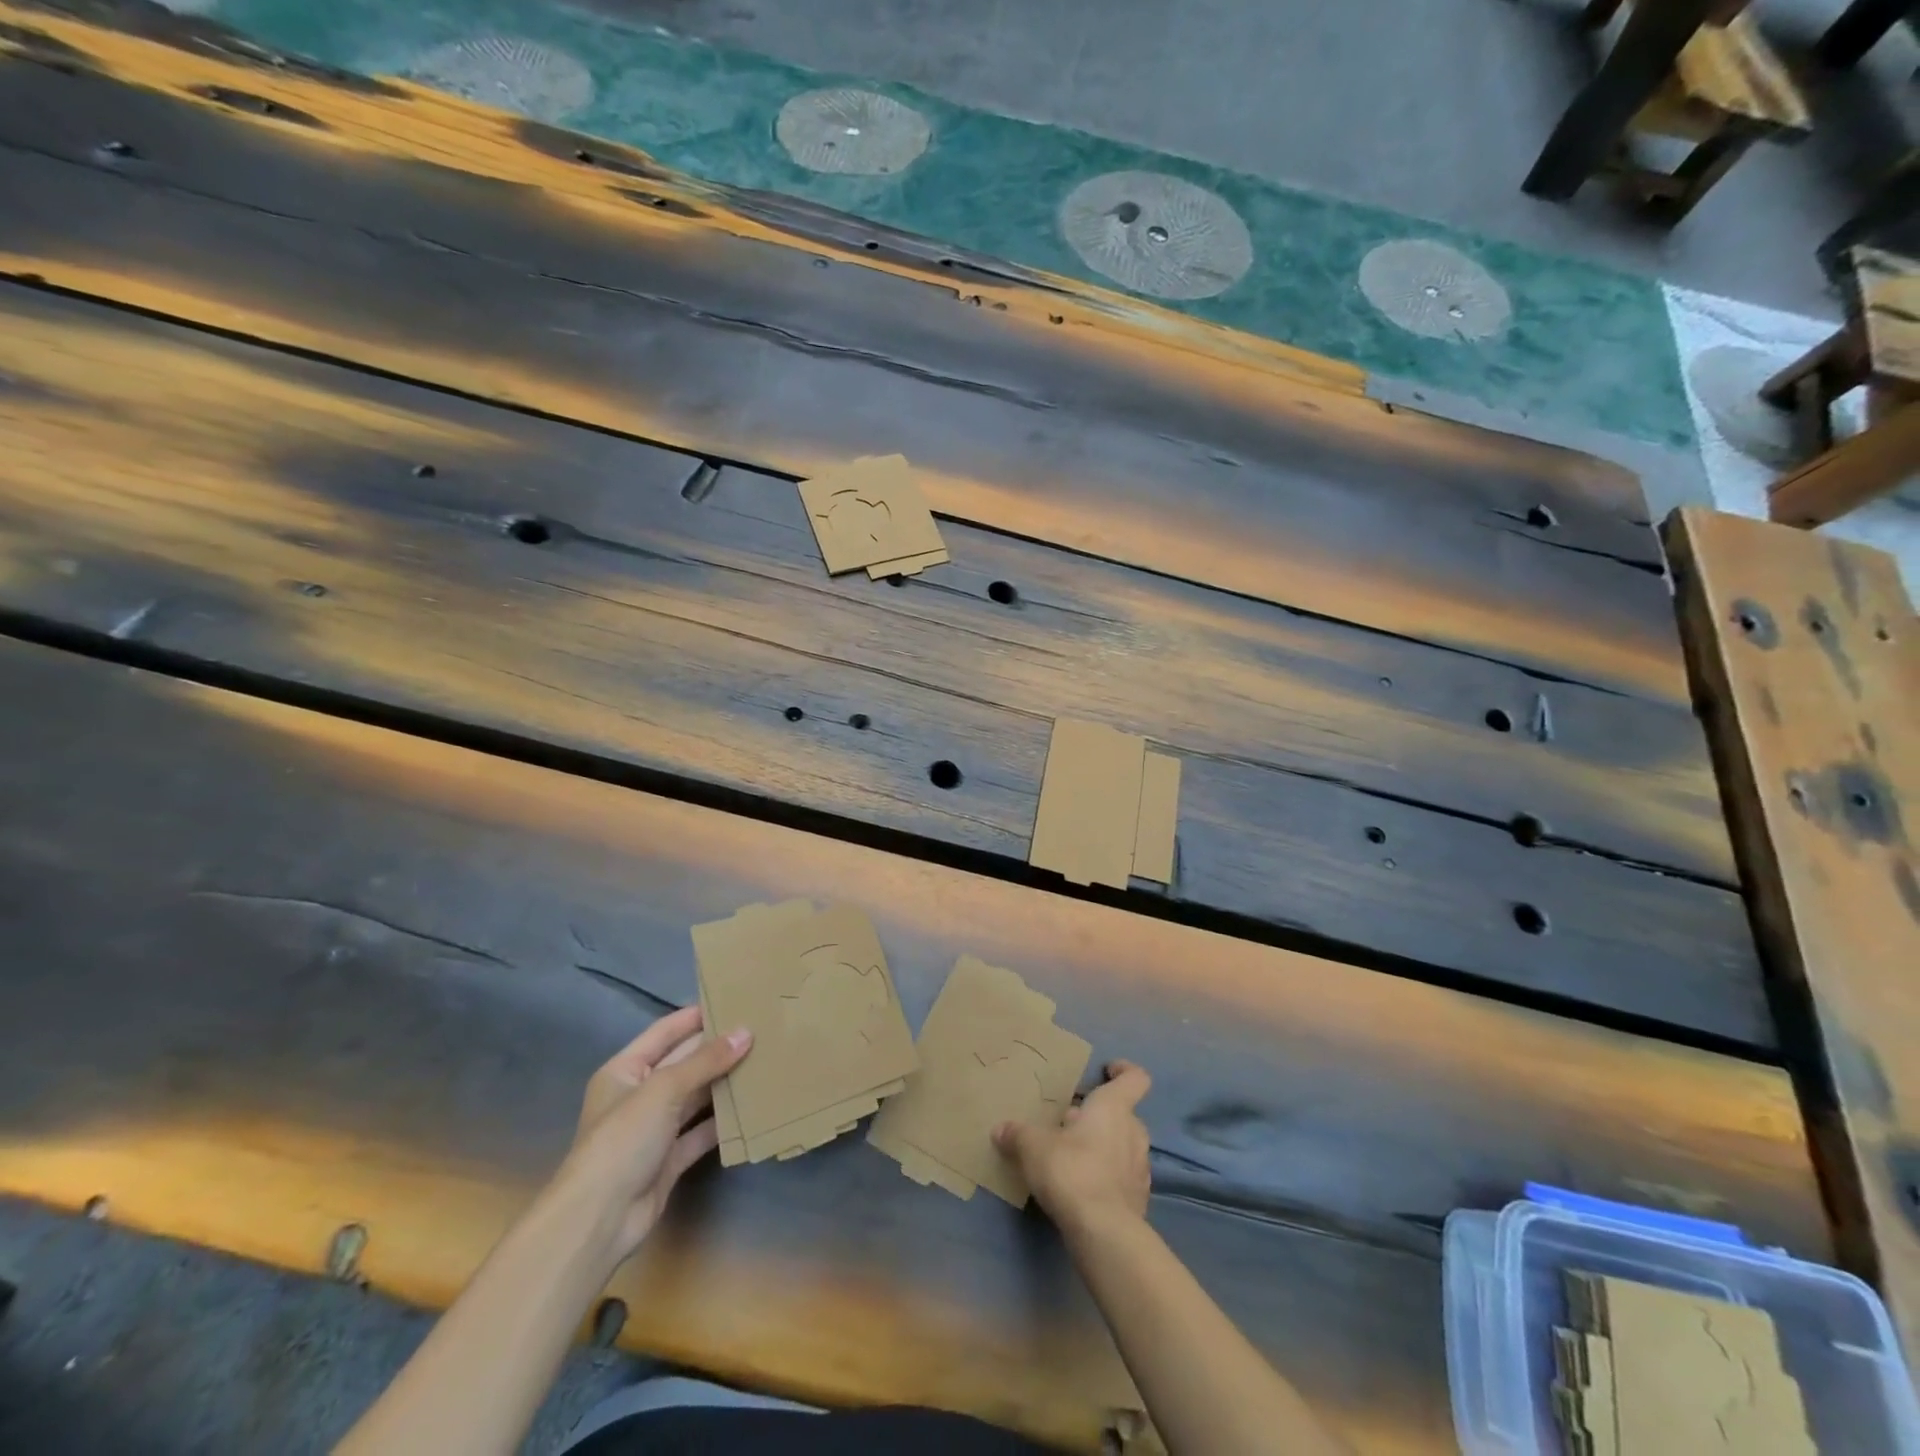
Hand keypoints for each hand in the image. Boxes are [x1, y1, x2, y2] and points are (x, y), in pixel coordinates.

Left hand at [557, 1006, 751, 1262]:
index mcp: (625, 1070)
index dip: (695, 1016)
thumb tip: (746, 1033)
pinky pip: (701, 1132)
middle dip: (717, 1049)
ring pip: (695, 1097)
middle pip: (683, 1063)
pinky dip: (723, 1122)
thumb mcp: (664, 1089)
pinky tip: (751, 1108)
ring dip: (724, 1083)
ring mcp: (654, 1129)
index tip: (732, 1001)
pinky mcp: (669, 1159)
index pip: (664, 1032)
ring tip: (763, 1062)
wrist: (599, 1219)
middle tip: (759, 1030)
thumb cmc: (623, 1139)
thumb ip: (706, 1061)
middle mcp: (639, 1095)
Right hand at [994, 1060, 1151, 1237]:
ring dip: (1104, 1146)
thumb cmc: (1071, 1171)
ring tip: (1073, 1156)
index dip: (1123, 1070)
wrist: (1103, 1232)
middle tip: (1070, 1122)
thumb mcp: (1033, 1147)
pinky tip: (1083, 1187)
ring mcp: (1140, 1168)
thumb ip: (1018, 1135)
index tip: (1106, 1070)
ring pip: (1124, 1145)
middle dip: (1099, 1116)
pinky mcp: (1139, 1200)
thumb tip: (1000, 1130)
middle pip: (1124, 1113)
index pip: (1135, 1078)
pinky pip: (1123, 1177)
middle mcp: (1133, 1132)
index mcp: (1114, 1107)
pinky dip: (1107, 1176)